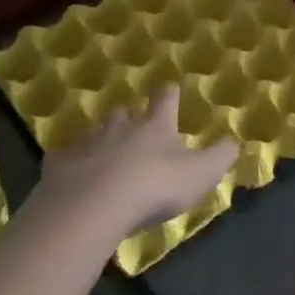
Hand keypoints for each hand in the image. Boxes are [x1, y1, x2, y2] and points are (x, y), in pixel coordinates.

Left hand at [29, 89, 237, 242]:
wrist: (92, 207)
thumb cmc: (154, 187)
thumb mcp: (201, 174)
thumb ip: (221, 156)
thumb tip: (235, 140)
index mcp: (156, 126)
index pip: (166, 100)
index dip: (170, 94)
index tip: (170, 87)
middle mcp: (121, 126)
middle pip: (125, 113)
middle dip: (131, 116)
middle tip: (134, 125)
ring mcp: (87, 143)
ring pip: (95, 132)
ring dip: (102, 138)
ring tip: (105, 151)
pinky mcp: (59, 166)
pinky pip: (66, 159)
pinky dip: (72, 163)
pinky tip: (73, 175)